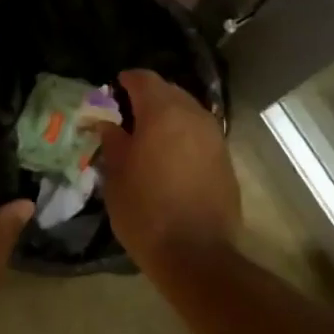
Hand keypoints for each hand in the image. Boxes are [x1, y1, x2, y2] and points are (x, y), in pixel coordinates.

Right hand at [97, 69, 239, 263]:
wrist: (197, 255)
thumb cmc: (146, 212)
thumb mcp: (117, 176)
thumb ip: (113, 141)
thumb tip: (107, 123)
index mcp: (163, 113)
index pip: (144, 79)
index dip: (127, 80)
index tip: (113, 88)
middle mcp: (193, 116)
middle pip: (169, 91)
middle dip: (148, 97)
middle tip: (128, 114)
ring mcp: (214, 137)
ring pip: (188, 112)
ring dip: (168, 116)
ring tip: (149, 136)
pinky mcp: (225, 159)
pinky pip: (200, 134)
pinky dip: (184, 135)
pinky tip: (170, 156)